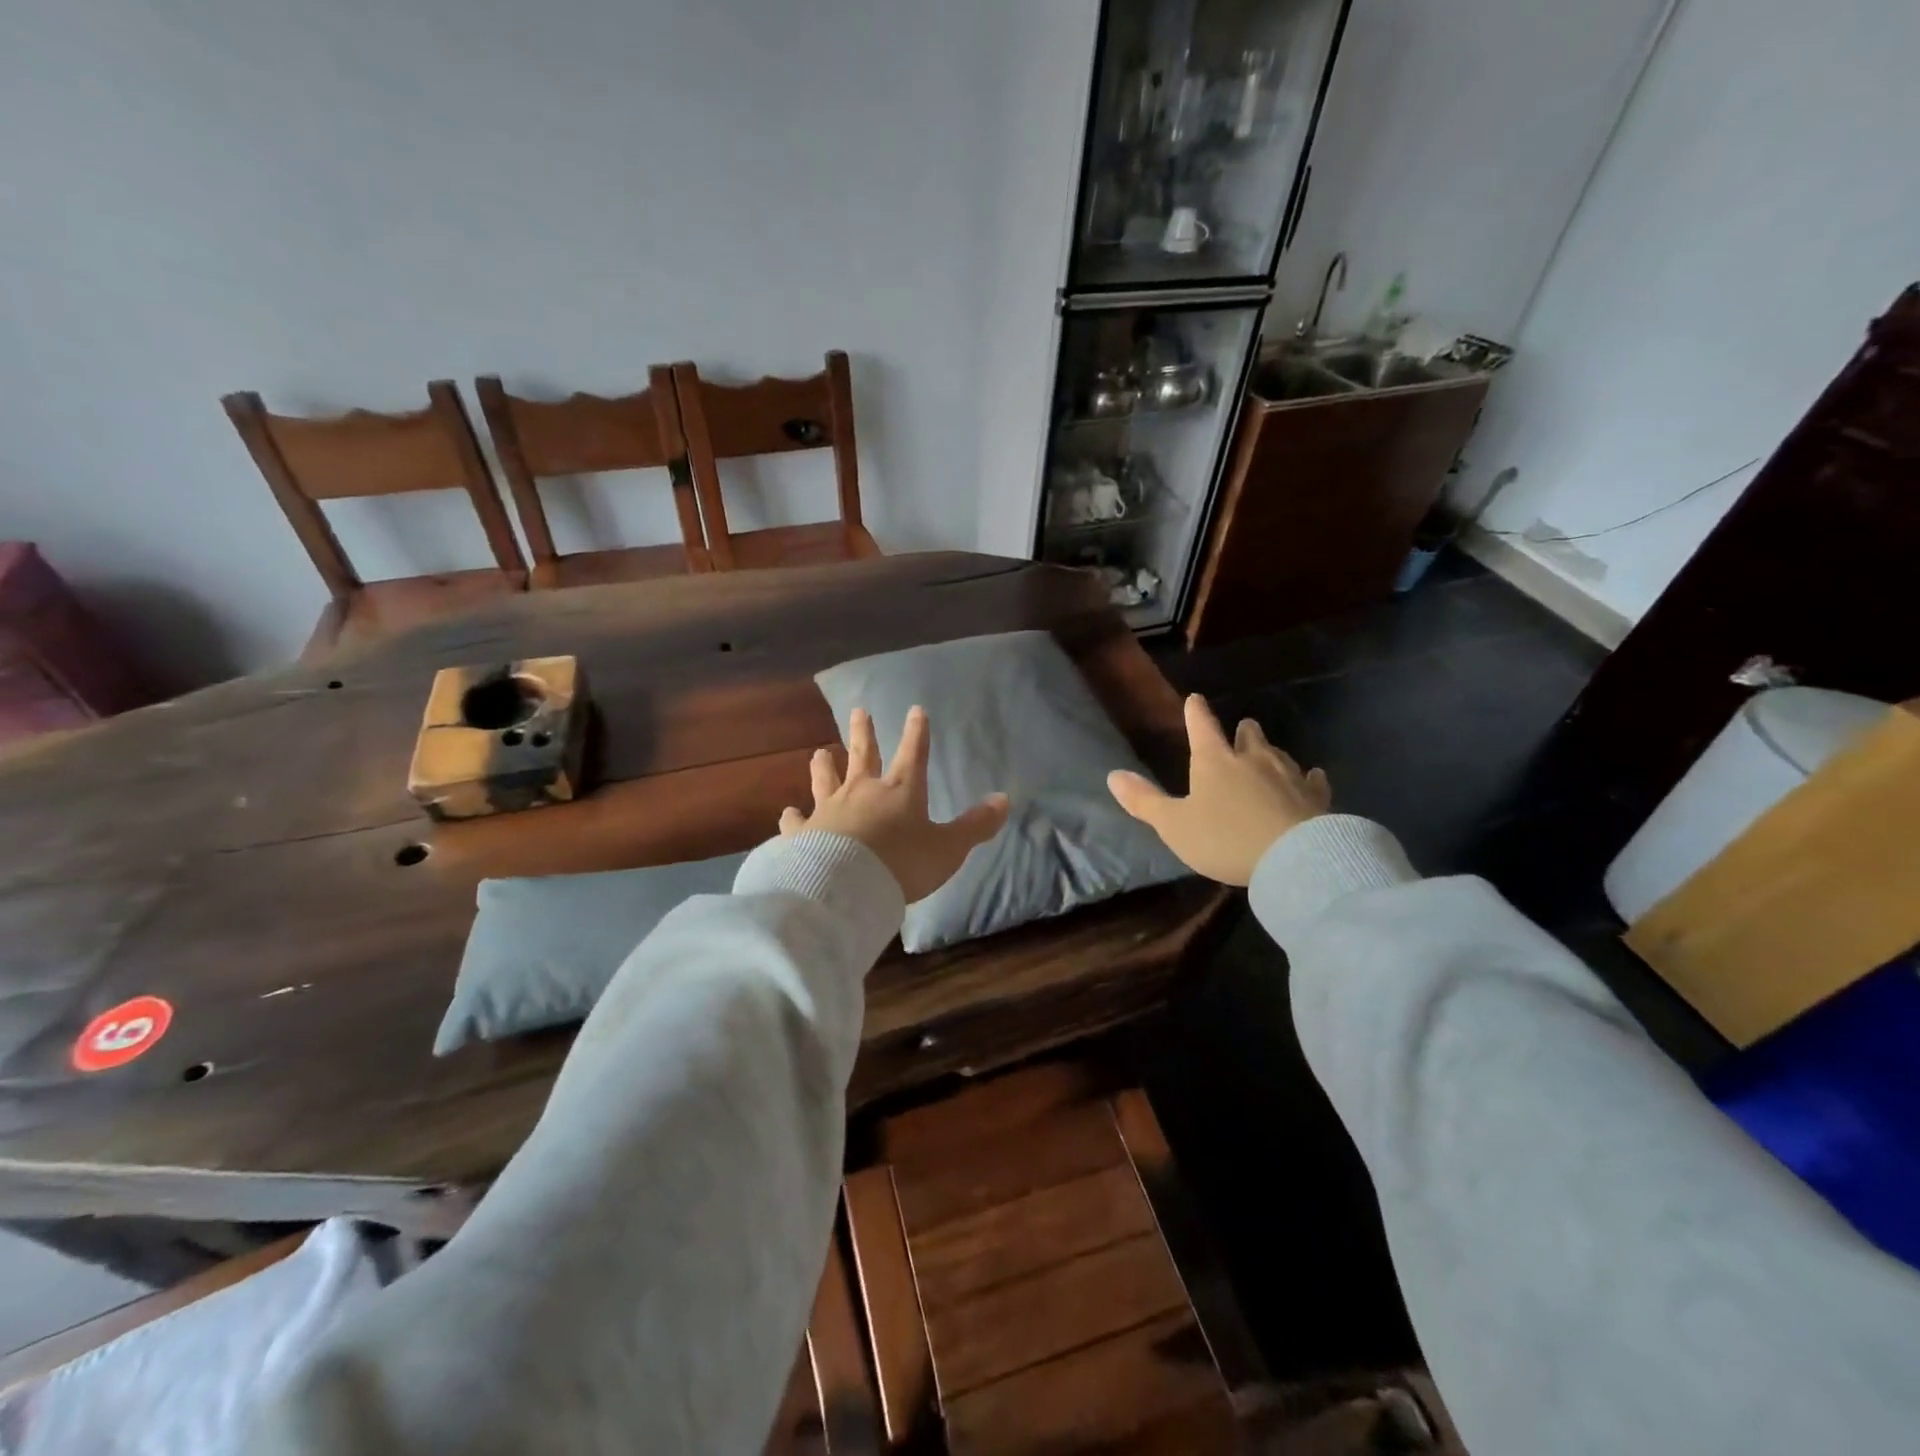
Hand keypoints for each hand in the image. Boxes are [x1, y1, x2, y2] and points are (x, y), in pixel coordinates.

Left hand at [781, 706, 1008, 904]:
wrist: (846, 885)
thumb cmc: (903, 863)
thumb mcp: (948, 848)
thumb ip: (974, 826)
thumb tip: (1004, 800)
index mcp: (900, 791)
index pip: (914, 753)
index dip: (917, 732)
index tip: (916, 710)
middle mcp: (862, 791)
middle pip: (863, 755)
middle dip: (863, 732)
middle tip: (858, 711)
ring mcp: (829, 810)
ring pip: (825, 780)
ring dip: (824, 766)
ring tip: (820, 753)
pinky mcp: (804, 834)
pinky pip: (796, 821)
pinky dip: (792, 817)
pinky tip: (787, 813)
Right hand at [1108, 694, 1330, 886]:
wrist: (1293, 858)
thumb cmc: (1224, 838)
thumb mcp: (1174, 825)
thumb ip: (1144, 801)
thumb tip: (1112, 776)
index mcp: (1214, 761)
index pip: (1201, 727)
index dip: (1196, 712)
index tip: (1195, 699)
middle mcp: (1253, 759)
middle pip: (1248, 736)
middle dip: (1243, 732)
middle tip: (1243, 729)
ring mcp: (1289, 775)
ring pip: (1279, 754)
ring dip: (1271, 752)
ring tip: (1268, 753)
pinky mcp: (1316, 798)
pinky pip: (1312, 781)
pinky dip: (1309, 778)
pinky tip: (1313, 777)